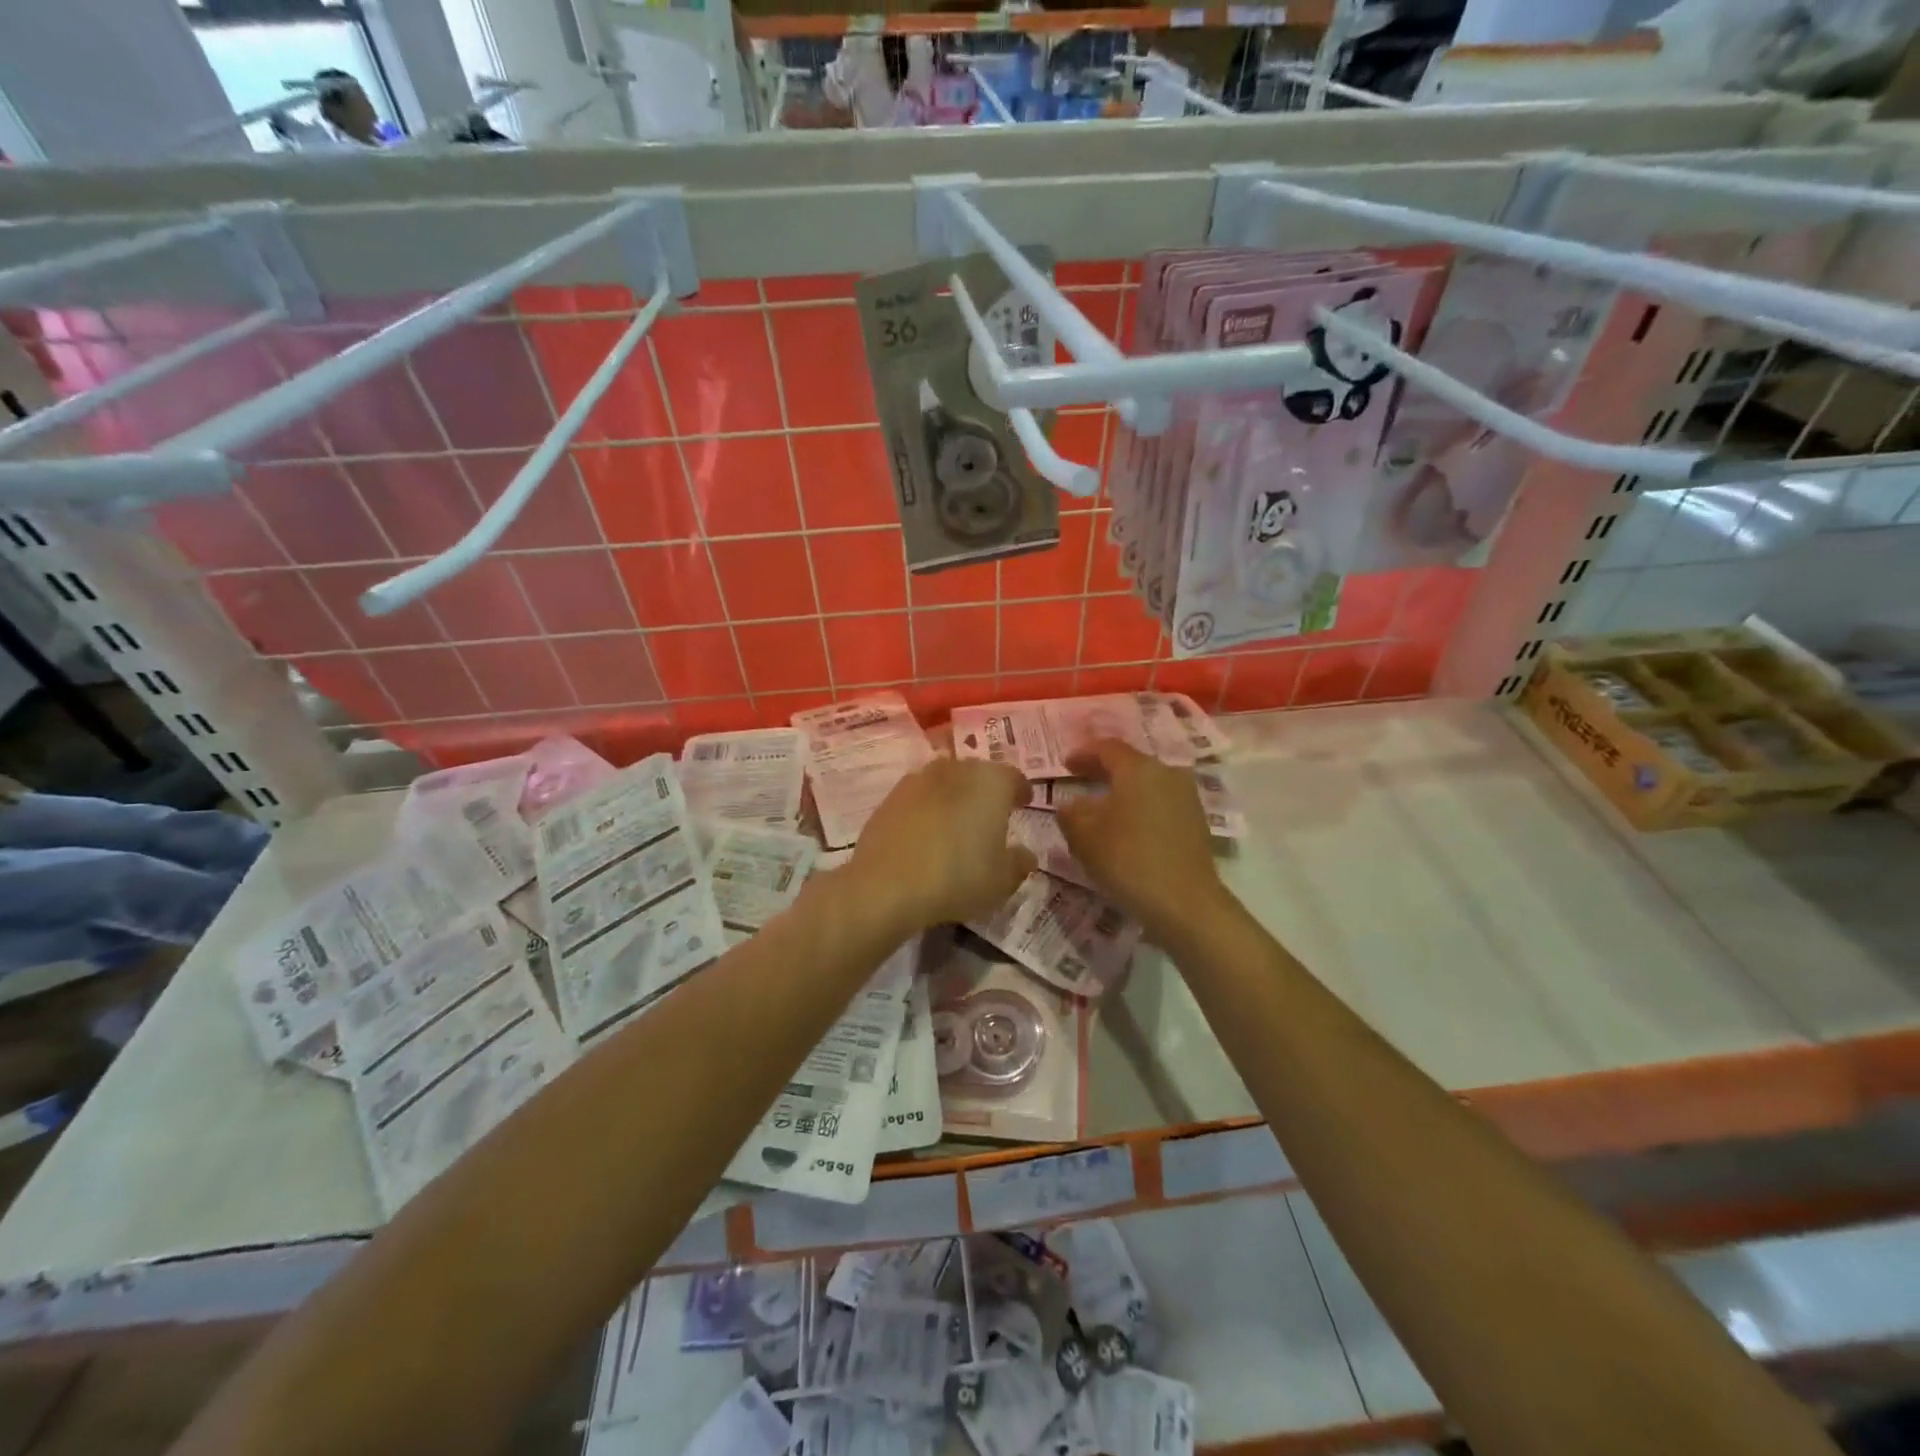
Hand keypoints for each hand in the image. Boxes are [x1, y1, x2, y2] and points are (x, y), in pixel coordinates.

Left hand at [849, 758, 1035, 932]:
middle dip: (986, 791)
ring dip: (954, 798)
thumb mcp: (1002, 880)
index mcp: (991, 781)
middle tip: (991, 816)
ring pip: (945, 783)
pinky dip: (927, 810)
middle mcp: (955, 770)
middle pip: (977, 774)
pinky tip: (926, 835)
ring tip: (957, 825)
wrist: (886, 885)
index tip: (1024, 804)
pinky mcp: (889, 797)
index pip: (1014, 777)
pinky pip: (918, 799)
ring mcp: (918, 780)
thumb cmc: (958, 876)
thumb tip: (1024, 854)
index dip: (1021, 791)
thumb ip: (1019, 863)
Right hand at [1057, 740, 1223, 937]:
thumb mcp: (1084, 836)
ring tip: (1103, 805)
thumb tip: (1070, 804)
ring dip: (1124, 789)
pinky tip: (1128, 825)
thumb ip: (1071, 813)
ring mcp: (1186, 797)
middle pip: (1130, 763)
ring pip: (1147, 783)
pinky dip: (1140, 806)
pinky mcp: (1196, 821)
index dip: (1083, 754)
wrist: (1184, 903)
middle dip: (1103, 770)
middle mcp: (1166, 773)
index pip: (1107, 748)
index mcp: (1138, 768)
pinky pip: (1161, 802)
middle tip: (1081, 779)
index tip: (1066, 765)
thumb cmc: (1128, 860)